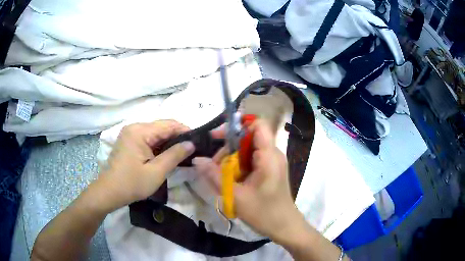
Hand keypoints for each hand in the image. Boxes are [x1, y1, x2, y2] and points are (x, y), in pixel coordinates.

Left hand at [96, 120, 194, 210]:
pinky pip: (149, 138)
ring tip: (182, 153)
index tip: (198, 142)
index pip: (168, 124)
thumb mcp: (156, 172)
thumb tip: (191, 143)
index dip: (185, 131)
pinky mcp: (129, 140)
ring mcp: (131, 133)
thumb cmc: (132, 183)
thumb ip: (175, 155)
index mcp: (139, 131)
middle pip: (162, 126)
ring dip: (169, 142)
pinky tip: (167, 154)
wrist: (109, 192)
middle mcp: (135, 127)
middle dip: (177, 137)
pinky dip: (159, 145)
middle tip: (192, 150)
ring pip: (156, 132)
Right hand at [193, 120, 301, 240]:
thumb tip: (197, 159)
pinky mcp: (269, 170)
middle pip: (248, 138)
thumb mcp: (235, 196)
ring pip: (248, 150)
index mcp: (269, 156)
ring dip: (231, 159)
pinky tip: (230, 181)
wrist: (284, 227)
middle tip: (213, 165)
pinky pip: (251, 160)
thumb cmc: (264, 213)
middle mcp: (272, 154)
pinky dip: (238, 166)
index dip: (238, 125)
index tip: (219, 138)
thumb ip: (215, 176)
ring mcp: (272, 162)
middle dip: (229, 148)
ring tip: (220, 176)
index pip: (258, 125)